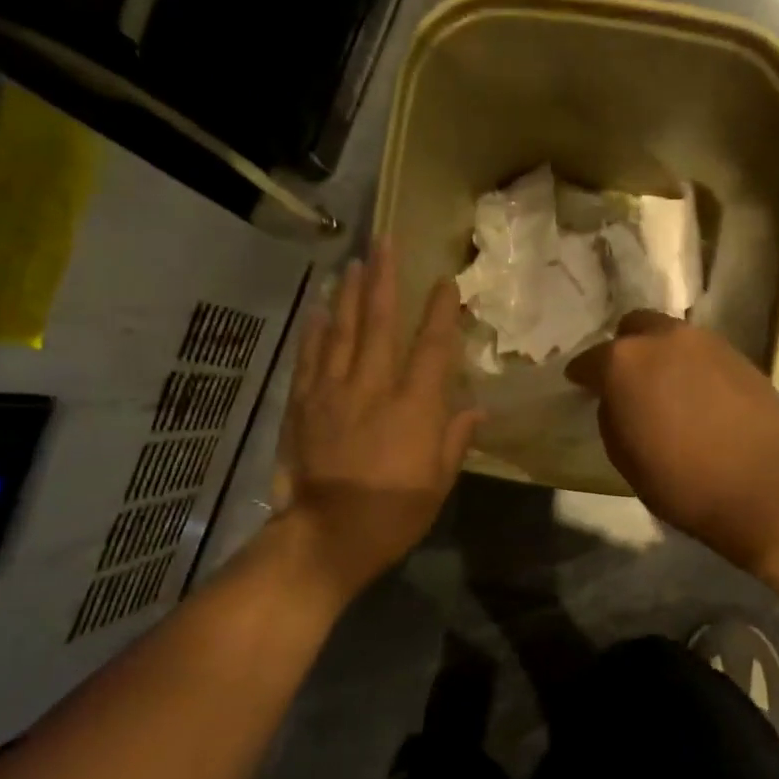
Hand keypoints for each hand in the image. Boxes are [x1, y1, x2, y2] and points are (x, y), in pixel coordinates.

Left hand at [274, 240, 482, 604]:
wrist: (327, 536)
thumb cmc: (393, 514)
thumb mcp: (438, 483)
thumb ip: (455, 440)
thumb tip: (476, 410)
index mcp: (414, 407)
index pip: (432, 347)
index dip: (440, 312)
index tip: (445, 283)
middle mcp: (373, 387)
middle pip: (378, 323)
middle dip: (384, 279)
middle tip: (384, 242)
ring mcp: (332, 392)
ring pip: (340, 331)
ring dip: (347, 294)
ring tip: (353, 263)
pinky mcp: (303, 405)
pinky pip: (309, 358)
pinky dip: (314, 331)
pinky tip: (317, 310)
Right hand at [566, 311, 778, 575]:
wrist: (760, 487)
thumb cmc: (679, 480)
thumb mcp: (623, 455)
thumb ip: (612, 414)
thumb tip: (618, 399)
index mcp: (625, 362)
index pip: (590, 359)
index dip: (583, 375)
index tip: (581, 387)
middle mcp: (665, 339)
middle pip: (636, 326)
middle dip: (625, 347)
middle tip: (628, 379)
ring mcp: (708, 343)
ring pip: (674, 336)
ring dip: (663, 355)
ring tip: (667, 387)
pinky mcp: (741, 357)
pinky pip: (705, 354)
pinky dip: (694, 368)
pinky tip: (700, 397)